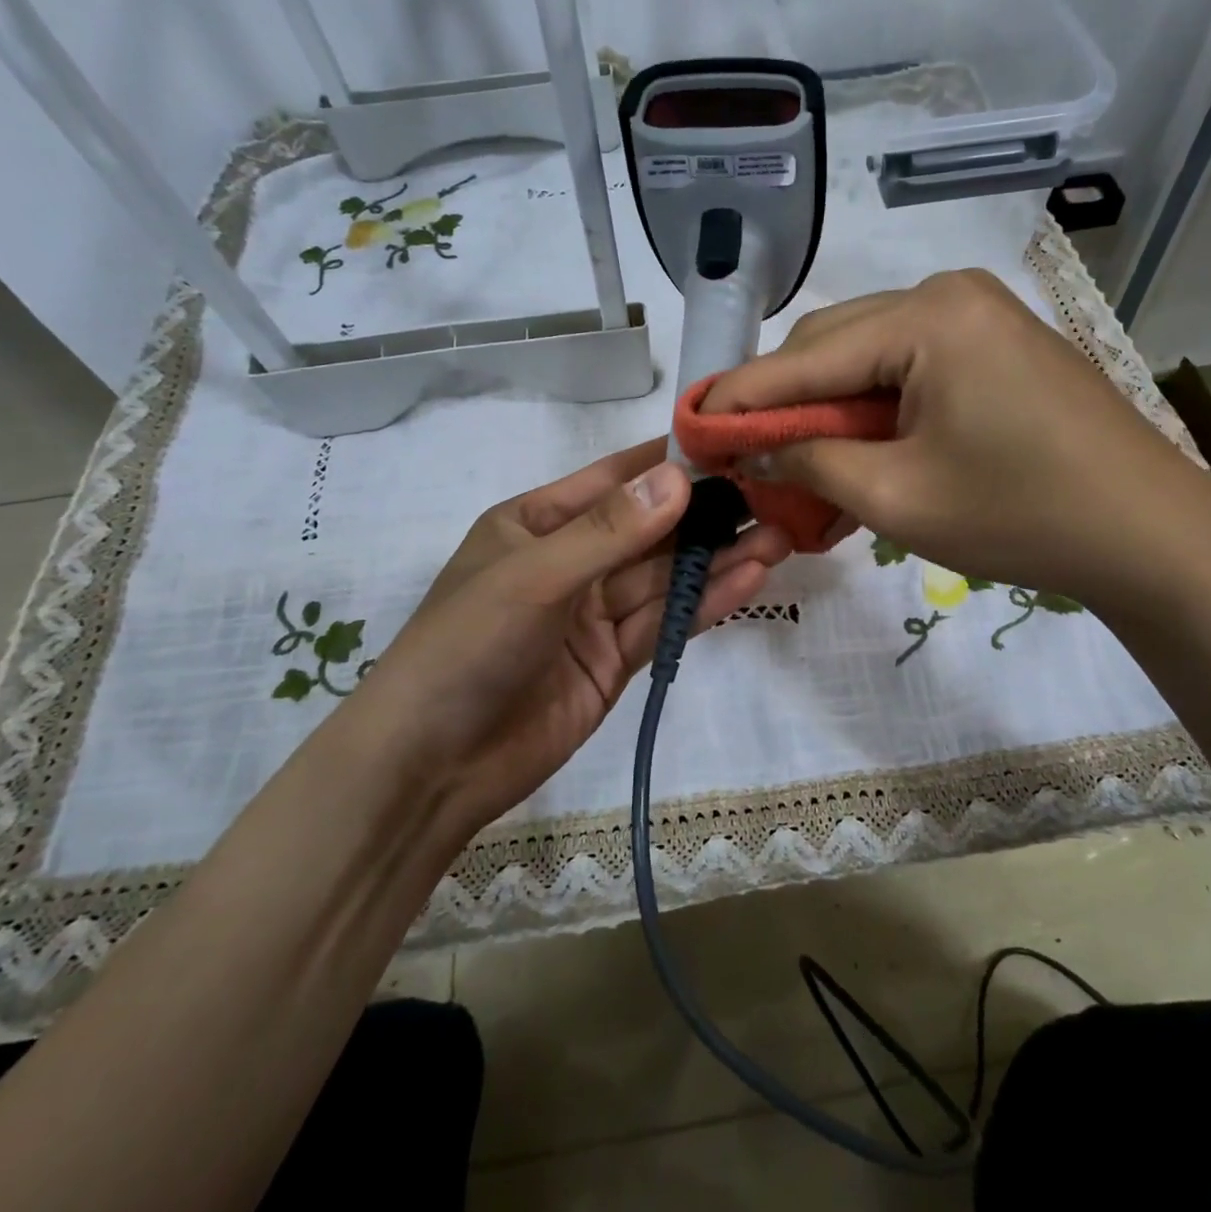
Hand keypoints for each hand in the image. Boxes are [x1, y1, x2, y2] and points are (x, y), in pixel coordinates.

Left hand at [325, 439, 790, 848]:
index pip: (615, 479)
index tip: (732, 445)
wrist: (431, 766)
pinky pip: (666, 621)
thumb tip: (678, 477)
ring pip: (666, 577)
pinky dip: (706, 602)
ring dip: (718, 558)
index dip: (671, 462)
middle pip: (651, 531)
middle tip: (773, 497)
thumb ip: (609, 531)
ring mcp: (594, 613)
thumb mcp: (534, 577)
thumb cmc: (466, 647)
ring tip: (778, 537)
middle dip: (708, 515)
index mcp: (537, 522)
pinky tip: (751, 579)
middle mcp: (571, 560)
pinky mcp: (615, 659)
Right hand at [703, 270, 1210, 627]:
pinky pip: (908, 368)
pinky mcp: (994, 344)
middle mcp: (949, 294)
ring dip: (826, 408)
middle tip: (746, 455)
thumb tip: (750, 449)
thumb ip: (809, 462)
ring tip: (795, 462)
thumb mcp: (896, 497)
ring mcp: (978, 316)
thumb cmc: (1020, 515)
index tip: (691, 429)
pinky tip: (853, 449)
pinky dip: (872, 409)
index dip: (740, 399)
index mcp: (927, 317)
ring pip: (867, 356)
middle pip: (833, 344)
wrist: (1148, 533)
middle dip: (784, 402)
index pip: (804, 357)